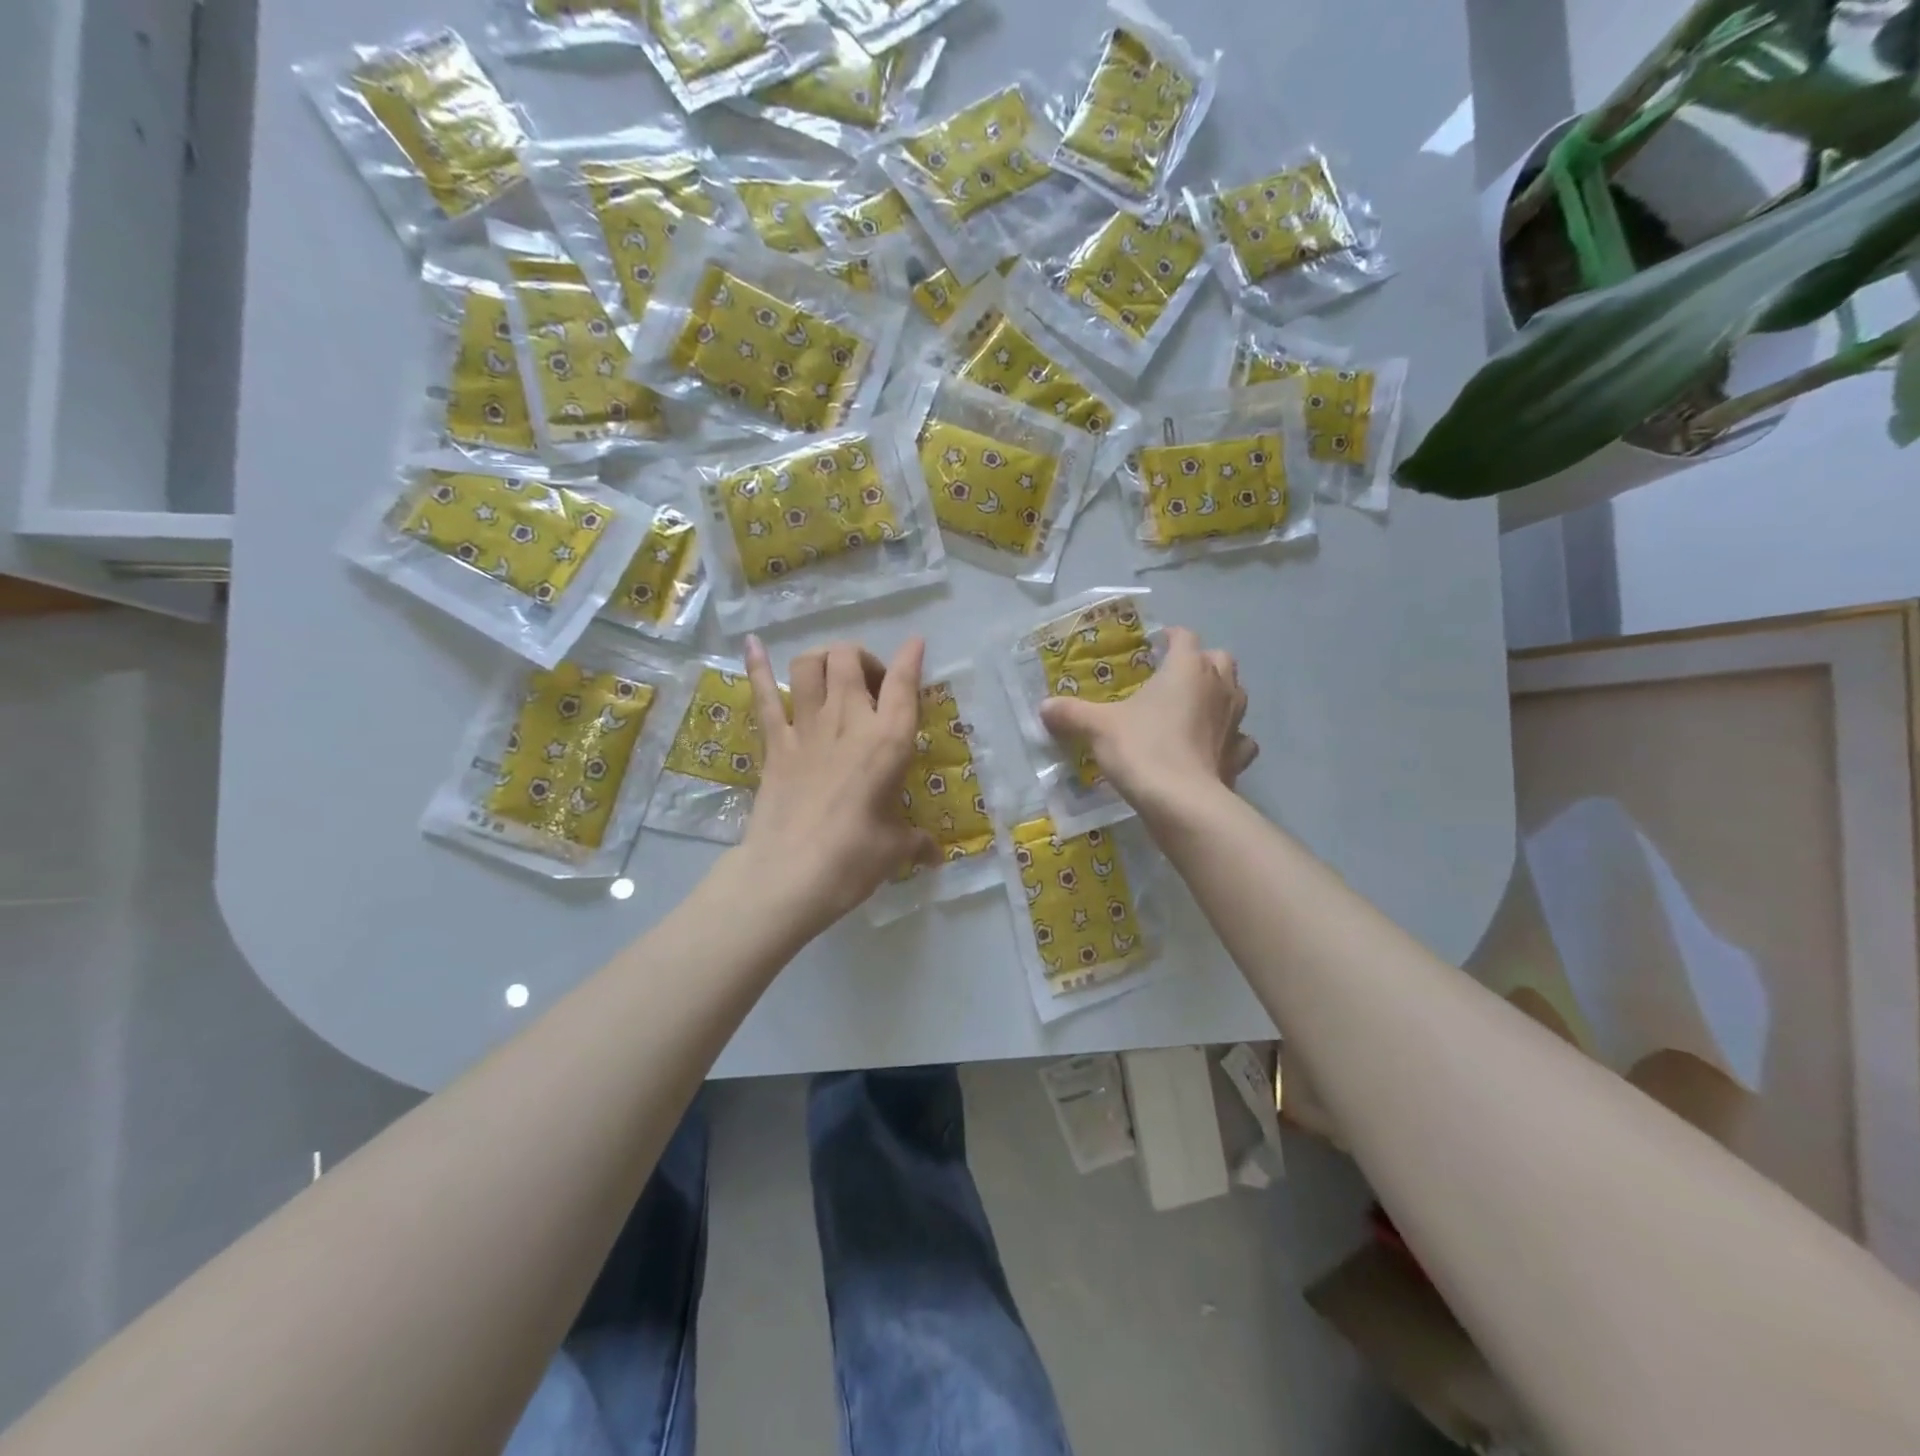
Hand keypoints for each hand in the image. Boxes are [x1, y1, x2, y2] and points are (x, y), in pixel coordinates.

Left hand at [738, 634, 937, 934]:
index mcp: (888, 741)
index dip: (911, 657)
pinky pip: (764, 696)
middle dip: (862, 659)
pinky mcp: (775, 744)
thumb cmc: (853, 859)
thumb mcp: (895, 849)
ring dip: (823, 659)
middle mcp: (848, 721)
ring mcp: (806, 728)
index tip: (915, 643)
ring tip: (831, 674)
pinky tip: (752, 645)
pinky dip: (757, 667)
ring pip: (810, 665)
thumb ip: (916, 843)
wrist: (789, 875)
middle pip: (849, 659)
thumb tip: (934, 855)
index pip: (904, 684)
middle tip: (870, 686)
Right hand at [1039, 627, 1257, 820]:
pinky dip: (1230, 740)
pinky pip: (1240, 739)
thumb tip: (1044, 706)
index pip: (1184, 637)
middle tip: (1173, 678)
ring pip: (1236, 695)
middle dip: (1201, 663)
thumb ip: (1071, 713)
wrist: (1181, 803)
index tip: (1152, 647)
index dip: (1169, 638)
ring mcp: (1236, 721)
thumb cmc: (1142, 749)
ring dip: (1219, 697)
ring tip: (1193, 710)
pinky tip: (1212, 748)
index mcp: (1187, 668)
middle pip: (1219, 659)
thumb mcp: (1097, 727)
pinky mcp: (1239, 756)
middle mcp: (1219, 686)